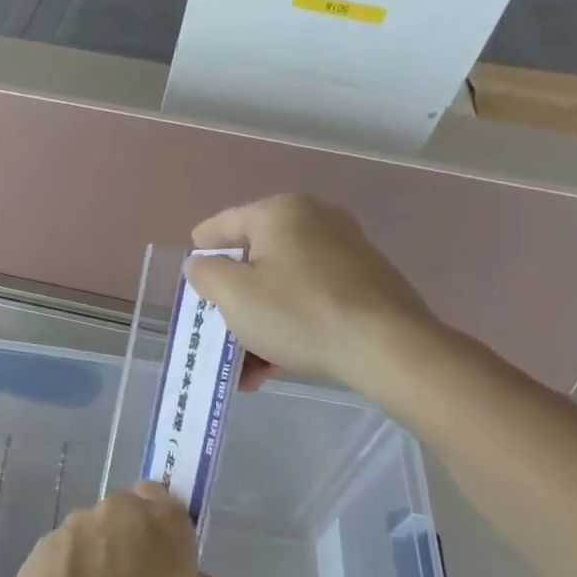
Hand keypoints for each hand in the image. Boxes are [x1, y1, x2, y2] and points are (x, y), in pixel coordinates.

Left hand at [5, 482, 233, 576]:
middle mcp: (119, 509)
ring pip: (97, 533)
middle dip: (135, 542)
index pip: (170, 503)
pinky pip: (68, 552)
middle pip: (131, 516)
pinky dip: (72, 570)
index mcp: (164, 521)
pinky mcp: (45, 542)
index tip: (166, 566)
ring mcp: (77, 523)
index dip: (169, 532)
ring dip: (101, 556)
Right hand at [186, 194, 441, 394]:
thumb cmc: (297, 312)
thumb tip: (201, 264)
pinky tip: (277, 364)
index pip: (226, 222)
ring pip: (284, 286)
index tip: (191, 264)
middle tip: (216, 325)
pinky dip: (290, 326)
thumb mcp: (233, 294)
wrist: (385, 346)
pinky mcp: (366, 284)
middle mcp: (316, 221)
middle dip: (234, 298)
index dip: (203, 245)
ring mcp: (346, 253)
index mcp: (280, 212)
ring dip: (259, 323)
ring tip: (246, 364)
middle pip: (257, 259)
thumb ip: (206, 274)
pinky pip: (311, 301)